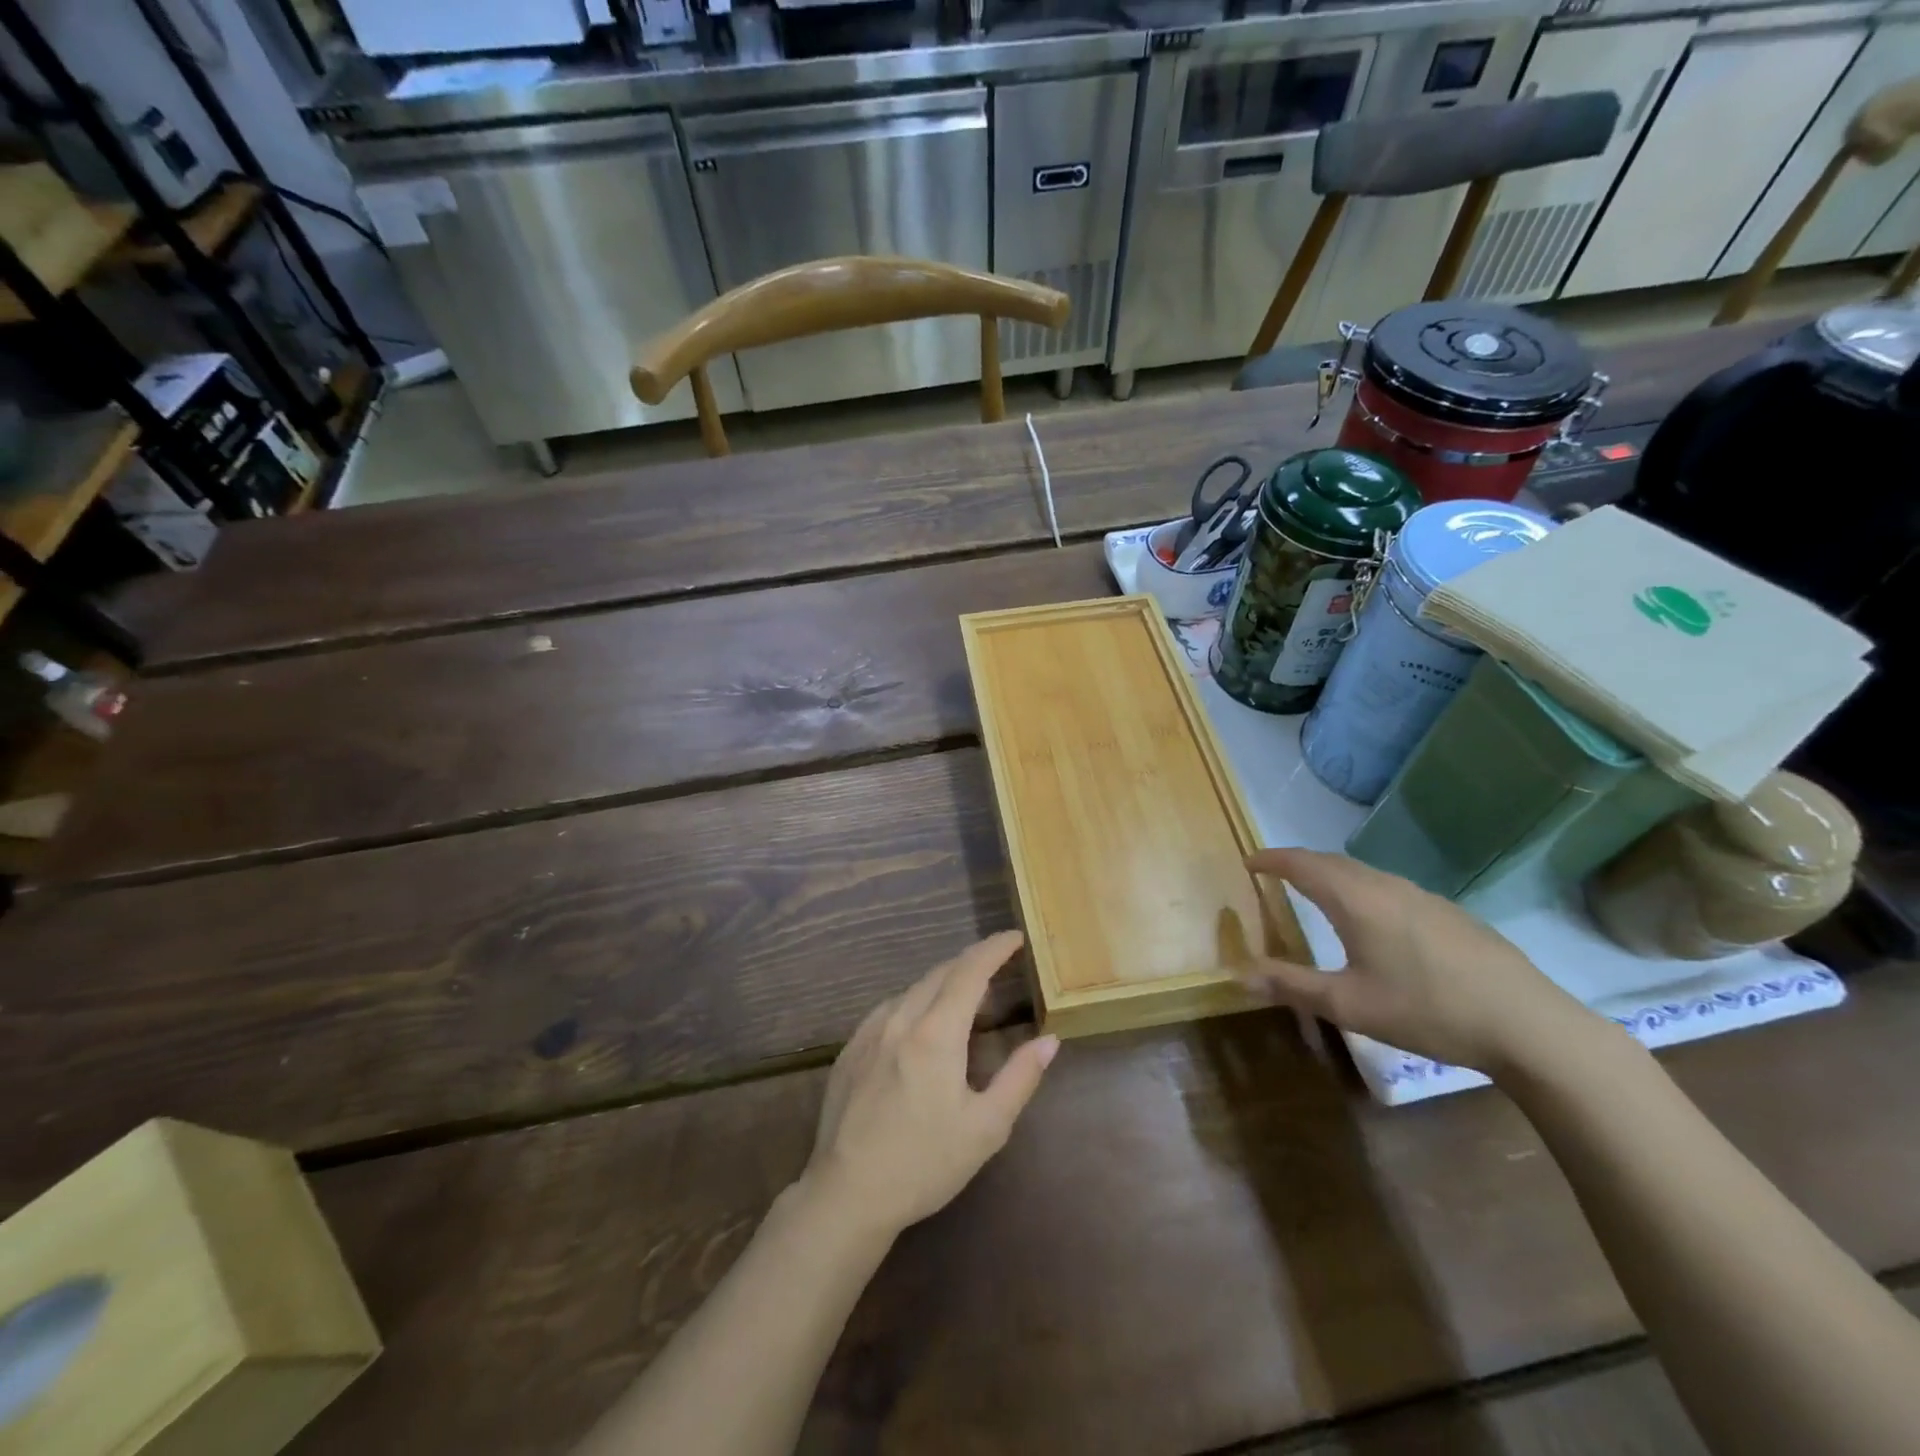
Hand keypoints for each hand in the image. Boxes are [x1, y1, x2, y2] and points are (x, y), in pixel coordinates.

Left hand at [798, 931, 1058, 1238]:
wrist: (847, 1194)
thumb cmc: (924, 1164)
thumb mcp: (985, 1128)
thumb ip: (1020, 1077)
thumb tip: (1050, 1040)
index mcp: (936, 1034)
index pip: (969, 972)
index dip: (994, 949)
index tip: (1015, 937)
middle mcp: (901, 1019)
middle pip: (940, 973)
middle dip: (971, 962)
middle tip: (997, 963)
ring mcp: (870, 1032)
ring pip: (912, 989)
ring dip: (942, 981)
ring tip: (964, 993)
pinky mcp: (851, 1049)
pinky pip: (889, 1008)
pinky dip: (915, 1001)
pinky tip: (920, 1021)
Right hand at [1244, 848, 1605, 1074]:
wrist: (1528, 1025)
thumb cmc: (1427, 1010)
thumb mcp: (1349, 1005)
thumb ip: (1293, 986)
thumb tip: (1240, 974)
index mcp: (1356, 900)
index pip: (1302, 864)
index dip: (1272, 859)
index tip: (1248, 861)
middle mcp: (1386, 886)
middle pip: (1333, 862)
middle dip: (1299, 863)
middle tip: (1275, 875)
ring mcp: (1423, 897)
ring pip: (1364, 873)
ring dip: (1333, 875)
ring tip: (1316, 893)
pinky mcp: (1449, 914)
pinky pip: (1389, 887)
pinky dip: (1362, 889)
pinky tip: (1373, 920)